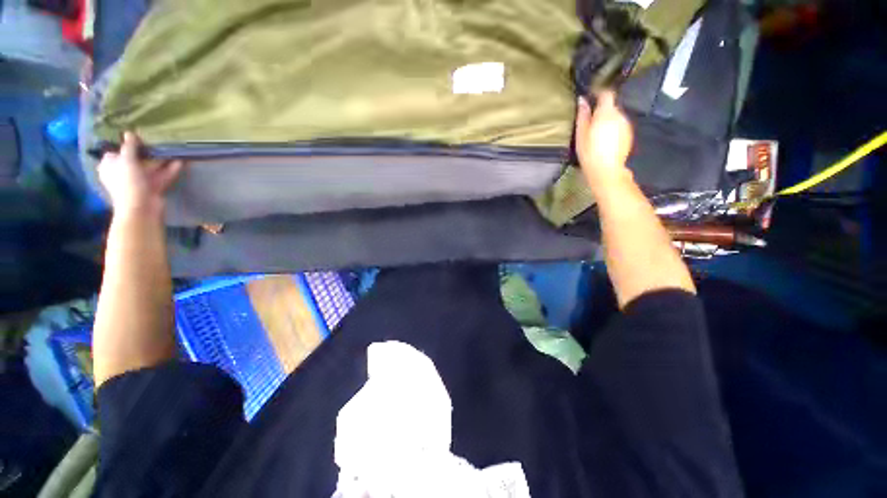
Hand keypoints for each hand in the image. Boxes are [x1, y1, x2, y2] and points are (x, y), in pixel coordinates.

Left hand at [97, 132, 183, 216]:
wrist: (141, 208)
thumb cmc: (128, 182)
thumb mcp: (126, 160)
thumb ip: (129, 146)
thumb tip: (129, 133)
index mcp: (110, 166)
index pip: (115, 152)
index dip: (124, 145)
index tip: (137, 138)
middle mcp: (122, 173)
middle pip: (134, 159)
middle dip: (146, 152)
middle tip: (157, 142)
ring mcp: (138, 181)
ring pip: (150, 168)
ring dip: (160, 160)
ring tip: (172, 150)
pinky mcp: (152, 188)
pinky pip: (161, 176)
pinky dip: (170, 169)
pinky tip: (180, 162)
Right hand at [575, 90, 633, 187]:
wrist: (606, 170)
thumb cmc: (589, 152)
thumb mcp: (581, 134)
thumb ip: (583, 116)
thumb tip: (582, 100)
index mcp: (606, 113)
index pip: (607, 93)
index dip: (599, 93)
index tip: (591, 97)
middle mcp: (619, 115)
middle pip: (611, 106)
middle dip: (602, 110)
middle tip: (590, 121)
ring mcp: (626, 124)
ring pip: (616, 116)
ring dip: (608, 120)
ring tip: (597, 133)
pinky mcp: (629, 134)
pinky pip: (620, 125)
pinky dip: (613, 128)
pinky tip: (605, 140)